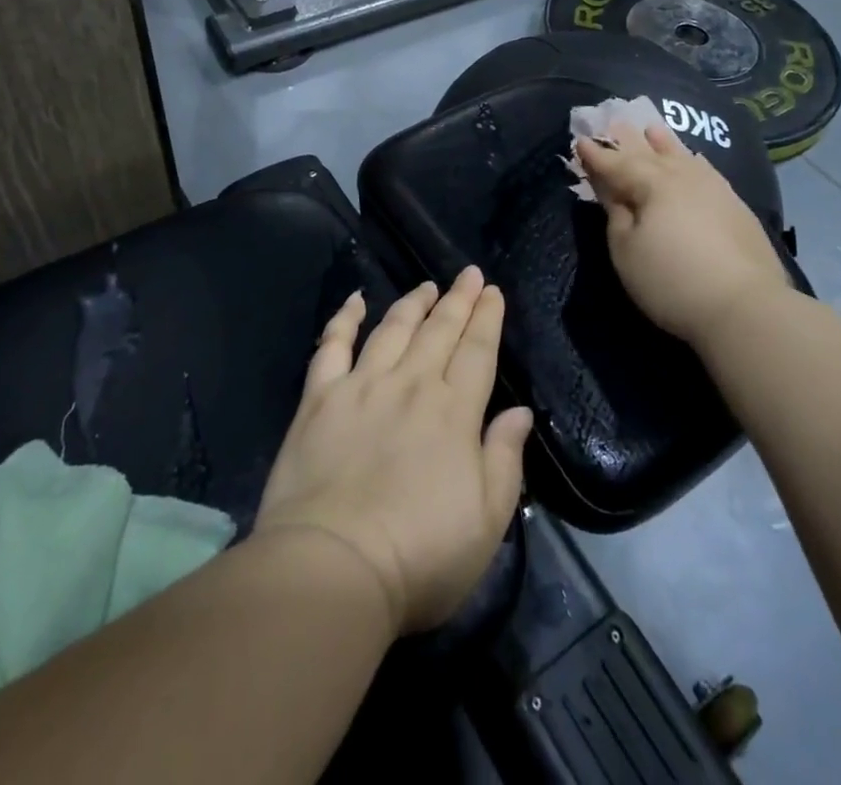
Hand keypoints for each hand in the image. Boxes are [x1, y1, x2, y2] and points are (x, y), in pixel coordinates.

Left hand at [254, 268, 532, 635]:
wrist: (333, 565)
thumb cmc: (420, 555)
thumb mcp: (487, 520)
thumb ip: (505, 459)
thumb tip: (520, 412)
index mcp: (454, 412)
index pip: (477, 351)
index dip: (487, 318)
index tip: (493, 292)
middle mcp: (411, 385)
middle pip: (439, 331)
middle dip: (458, 299)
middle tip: (469, 274)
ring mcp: (362, 386)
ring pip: (393, 329)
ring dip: (413, 303)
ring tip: (427, 285)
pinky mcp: (320, 398)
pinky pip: (332, 346)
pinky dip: (344, 319)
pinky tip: (356, 301)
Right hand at [576, 122, 797, 346]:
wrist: (746, 307)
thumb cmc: (672, 280)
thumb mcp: (626, 250)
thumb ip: (616, 214)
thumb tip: (612, 190)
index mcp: (652, 185)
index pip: (616, 164)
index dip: (596, 155)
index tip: (579, 141)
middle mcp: (683, 177)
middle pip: (649, 153)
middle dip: (628, 140)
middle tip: (614, 122)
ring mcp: (714, 189)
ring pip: (682, 156)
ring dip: (664, 143)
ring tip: (652, 129)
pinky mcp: (736, 206)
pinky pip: (706, 169)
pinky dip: (693, 160)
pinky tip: (694, 159)